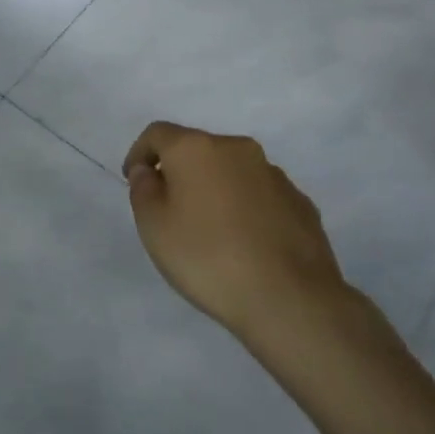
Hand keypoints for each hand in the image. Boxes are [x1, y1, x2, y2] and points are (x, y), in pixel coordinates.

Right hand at [123, 121, 357, 343]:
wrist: (290, 299)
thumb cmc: (207, 257)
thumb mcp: (153, 226)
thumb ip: (143, 189)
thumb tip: (149, 170)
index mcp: (196, 148)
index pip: (157, 134)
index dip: (139, 153)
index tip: (133, 181)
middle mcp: (237, 149)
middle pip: (197, 150)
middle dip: (180, 172)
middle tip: (170, 210)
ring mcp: (274, 174)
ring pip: (232, 172)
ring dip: (216, 190)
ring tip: (211, 231)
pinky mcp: (300, 202)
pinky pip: (260, 196)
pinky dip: (246, 209)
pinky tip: (245, 243)